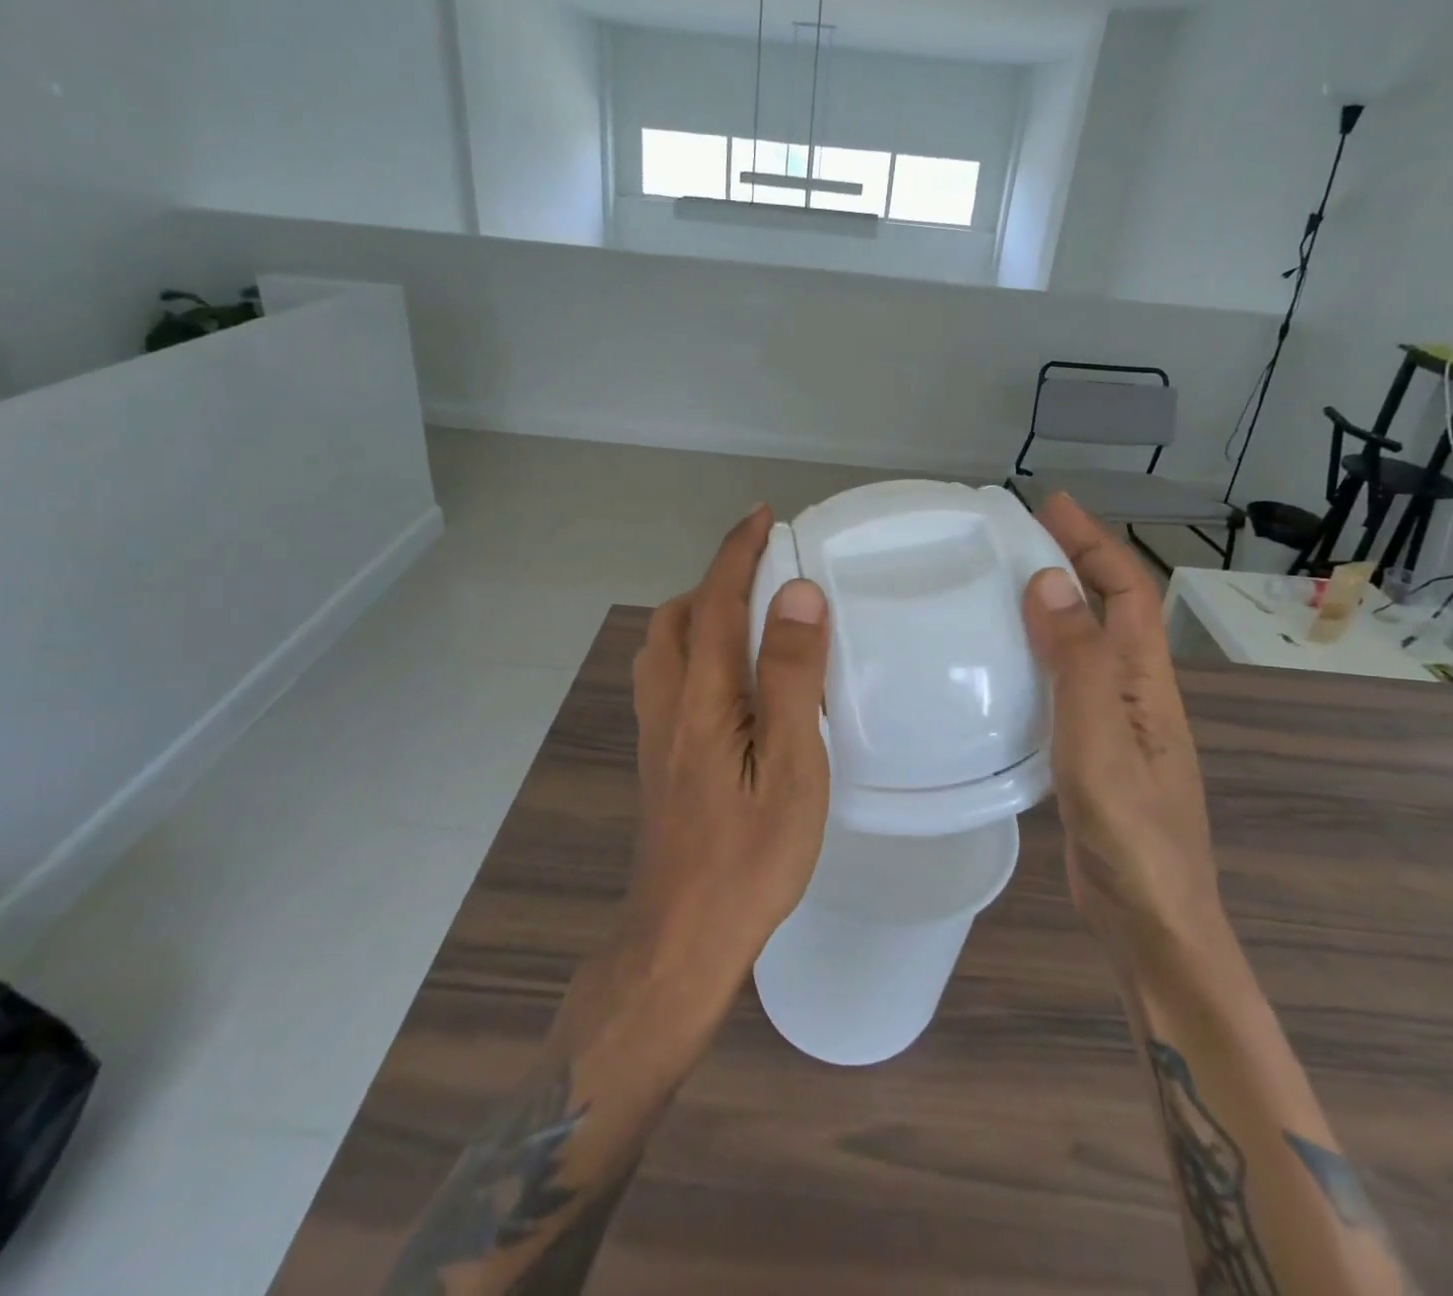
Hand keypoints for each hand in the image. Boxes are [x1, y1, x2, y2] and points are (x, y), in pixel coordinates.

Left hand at [623, 506, 831, 1008]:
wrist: (682, 936)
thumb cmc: (749, 857)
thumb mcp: (790, 767)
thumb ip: (791, 678)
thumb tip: (796, 596)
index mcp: (702, 697)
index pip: (716, 601)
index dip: (738, 552)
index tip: (762, 516)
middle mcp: (668, 703)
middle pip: (677, 617)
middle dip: (715, 579)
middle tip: (764, 574)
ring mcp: (656, 733)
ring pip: (664, 648)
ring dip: (699, 613)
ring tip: (749, 618)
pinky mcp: (658, 759)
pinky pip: (668, 678)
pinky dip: (694, 650)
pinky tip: (730, 680)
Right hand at [1019, 494, 1225, 956]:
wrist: (1151, 923)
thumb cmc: (1130, 833)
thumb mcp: (1100, 741)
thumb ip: (1078, 663)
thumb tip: (1050, 583)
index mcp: (1146, 683)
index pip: (1127, 592)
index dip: (1093, 543)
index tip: (1049, 506)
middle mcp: (1136, 695)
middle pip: (1111, 612)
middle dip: (1074, 564)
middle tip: (1016, 538)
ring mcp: (1116, 727)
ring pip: (1086, 648)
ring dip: (1055, 608)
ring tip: (1001, 588)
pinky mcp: (1092, 754)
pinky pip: (1065, 685)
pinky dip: (1039, 657)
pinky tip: (1004, 666)